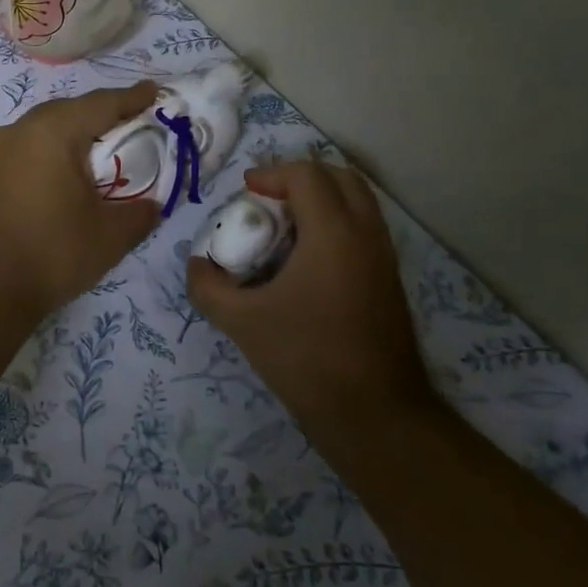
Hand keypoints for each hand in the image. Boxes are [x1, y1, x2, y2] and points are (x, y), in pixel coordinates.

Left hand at [0, 83, 161, 323]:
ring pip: (44, 130)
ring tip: (98, 154)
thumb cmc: (49, 254)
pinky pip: (26, 151)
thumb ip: (140, 213)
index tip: (155, 92)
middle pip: (70, 111)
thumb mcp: (109, 237)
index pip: (103, 103)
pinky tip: (60, 178)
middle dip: (102, 116)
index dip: (134, 98)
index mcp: (53, 131)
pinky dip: (50, 155)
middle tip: (131, 127)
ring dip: (73, 137)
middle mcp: (20, 130)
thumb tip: (151, 205)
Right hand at [187, 159, 428, 432]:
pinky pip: (364, 229)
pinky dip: (336, 224)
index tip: (245, 192)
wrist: (374, 412)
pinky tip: (307, 261)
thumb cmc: (306, 358)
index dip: (271, 174)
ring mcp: (384, 256)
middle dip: (300, 178)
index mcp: (333, 233)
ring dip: (322, 199)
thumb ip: (208, 287)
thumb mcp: (241, 322)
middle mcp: (366, 234)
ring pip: (358, 201)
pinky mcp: (390, 280)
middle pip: (340, 177)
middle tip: (268, 200)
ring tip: (285, 228)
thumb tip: (197, 264)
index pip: (307, 175)